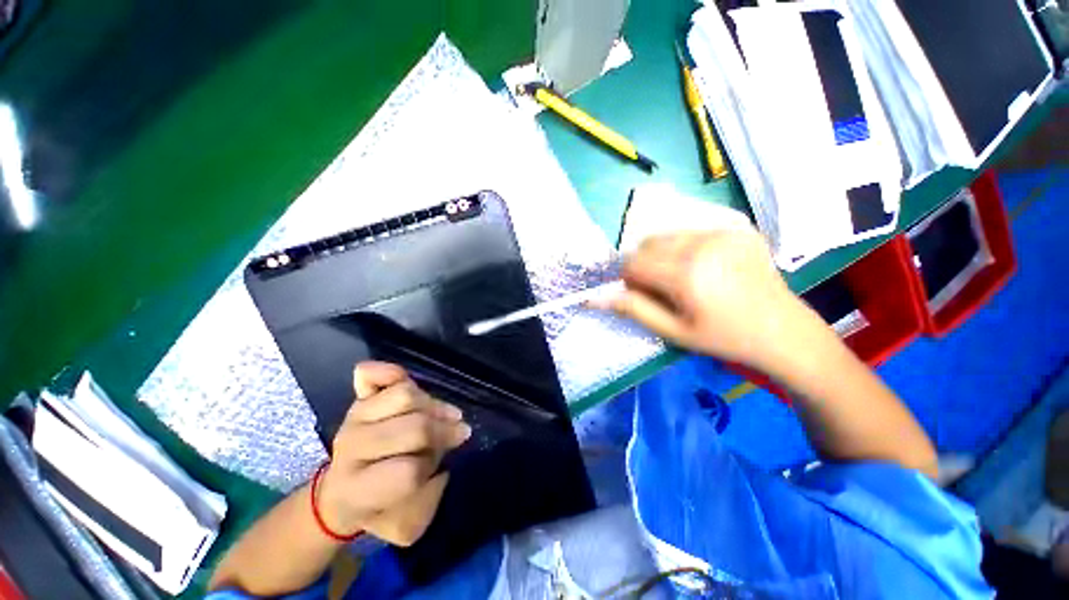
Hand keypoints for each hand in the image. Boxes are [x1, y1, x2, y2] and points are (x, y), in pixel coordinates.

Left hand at [316, 362, 469, 545]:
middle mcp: (351, 449)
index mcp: (357, 489)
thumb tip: (444, 465)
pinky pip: (372, 375)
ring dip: (432, 404)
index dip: (432, 466)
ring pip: (404, 396)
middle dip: (443, 431)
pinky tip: (406, 381)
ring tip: (443, 415)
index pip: (407, 471)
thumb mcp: (406, 524)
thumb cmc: (377, 509)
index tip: (445, 463)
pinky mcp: (358, 400)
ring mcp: (353, 418)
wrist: (340, 492)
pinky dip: (391, 371)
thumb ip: (429, 500)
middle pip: (412, 427)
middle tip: (457, 434)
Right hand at [598, 229, 823, 373]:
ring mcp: (723, 232)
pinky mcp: (738, 229)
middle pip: (647, 243)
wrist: (783, 331)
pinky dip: (686, 248)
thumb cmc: (724, 338)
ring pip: (668, 235)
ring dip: (663, 254)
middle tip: (661, 288)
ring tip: (683, 277)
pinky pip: (693, 232)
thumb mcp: (673, 331)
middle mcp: (702, 244)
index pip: (633, 262)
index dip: (629, 279)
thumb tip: (597, 297)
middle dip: (644, 264)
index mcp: (686, 274)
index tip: (642, 294)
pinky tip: (704, 267)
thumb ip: (634, 310)